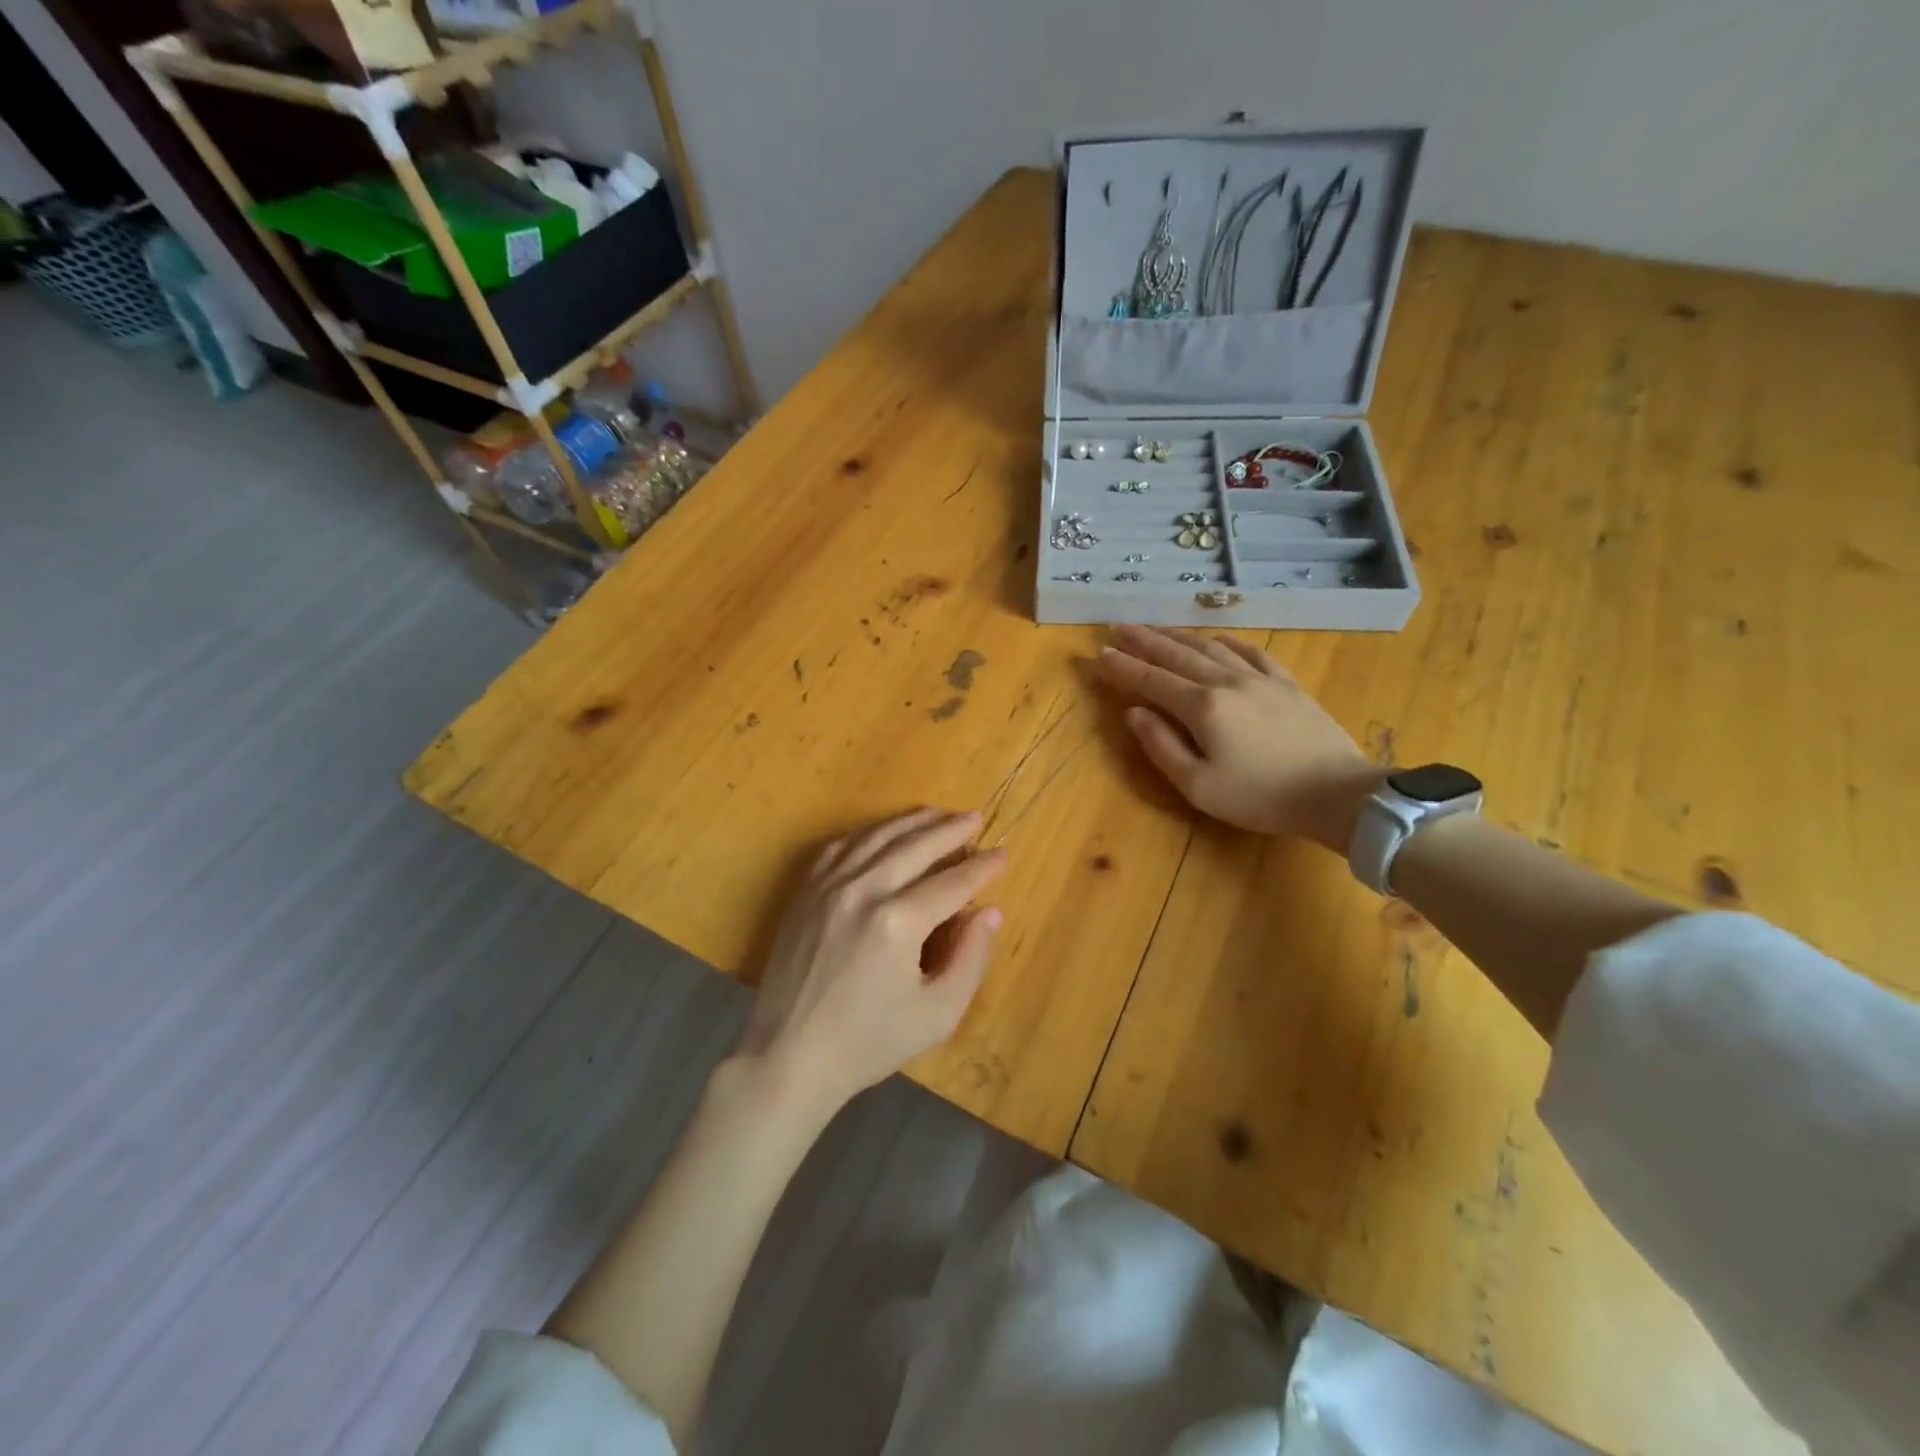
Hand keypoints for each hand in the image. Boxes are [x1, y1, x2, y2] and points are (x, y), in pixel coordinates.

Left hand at [739, 809, 1006, 1111]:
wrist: (789, 1056)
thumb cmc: (869, 1042)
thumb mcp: (937, 1014)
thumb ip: (971, 958)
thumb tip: (989, 911)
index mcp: (897, 922)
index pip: (951, 882)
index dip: (981, 867)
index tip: (1002, 854)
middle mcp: (862, 891)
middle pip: (915, 845)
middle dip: (950, 829)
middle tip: (975, 817)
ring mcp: (828, 886)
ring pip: (877, 837)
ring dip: (912, 822)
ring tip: (938, 813)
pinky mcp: (805, 892)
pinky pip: (841, 847)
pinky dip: (869, 833)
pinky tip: (884, 833)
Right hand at [1097, 624, 1381, 851]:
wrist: (1337, 793)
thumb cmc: (1260, 797)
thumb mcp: (1198, 786)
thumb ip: (1161, 747)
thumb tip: (1133, 713)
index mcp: (1202, 708)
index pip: (1152, 680)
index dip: (1124, 667)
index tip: (1100, 653)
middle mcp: (1227, 682)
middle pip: (1178, 654)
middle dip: (1145, 640)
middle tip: (1119, 626)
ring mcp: (1260, 679)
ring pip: (1211, 647)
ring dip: (1179, 635)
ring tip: (1156, 627)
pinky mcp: (1286, 684)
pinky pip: (1251, 652)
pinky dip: (1227, 642)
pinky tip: (1217, 638)